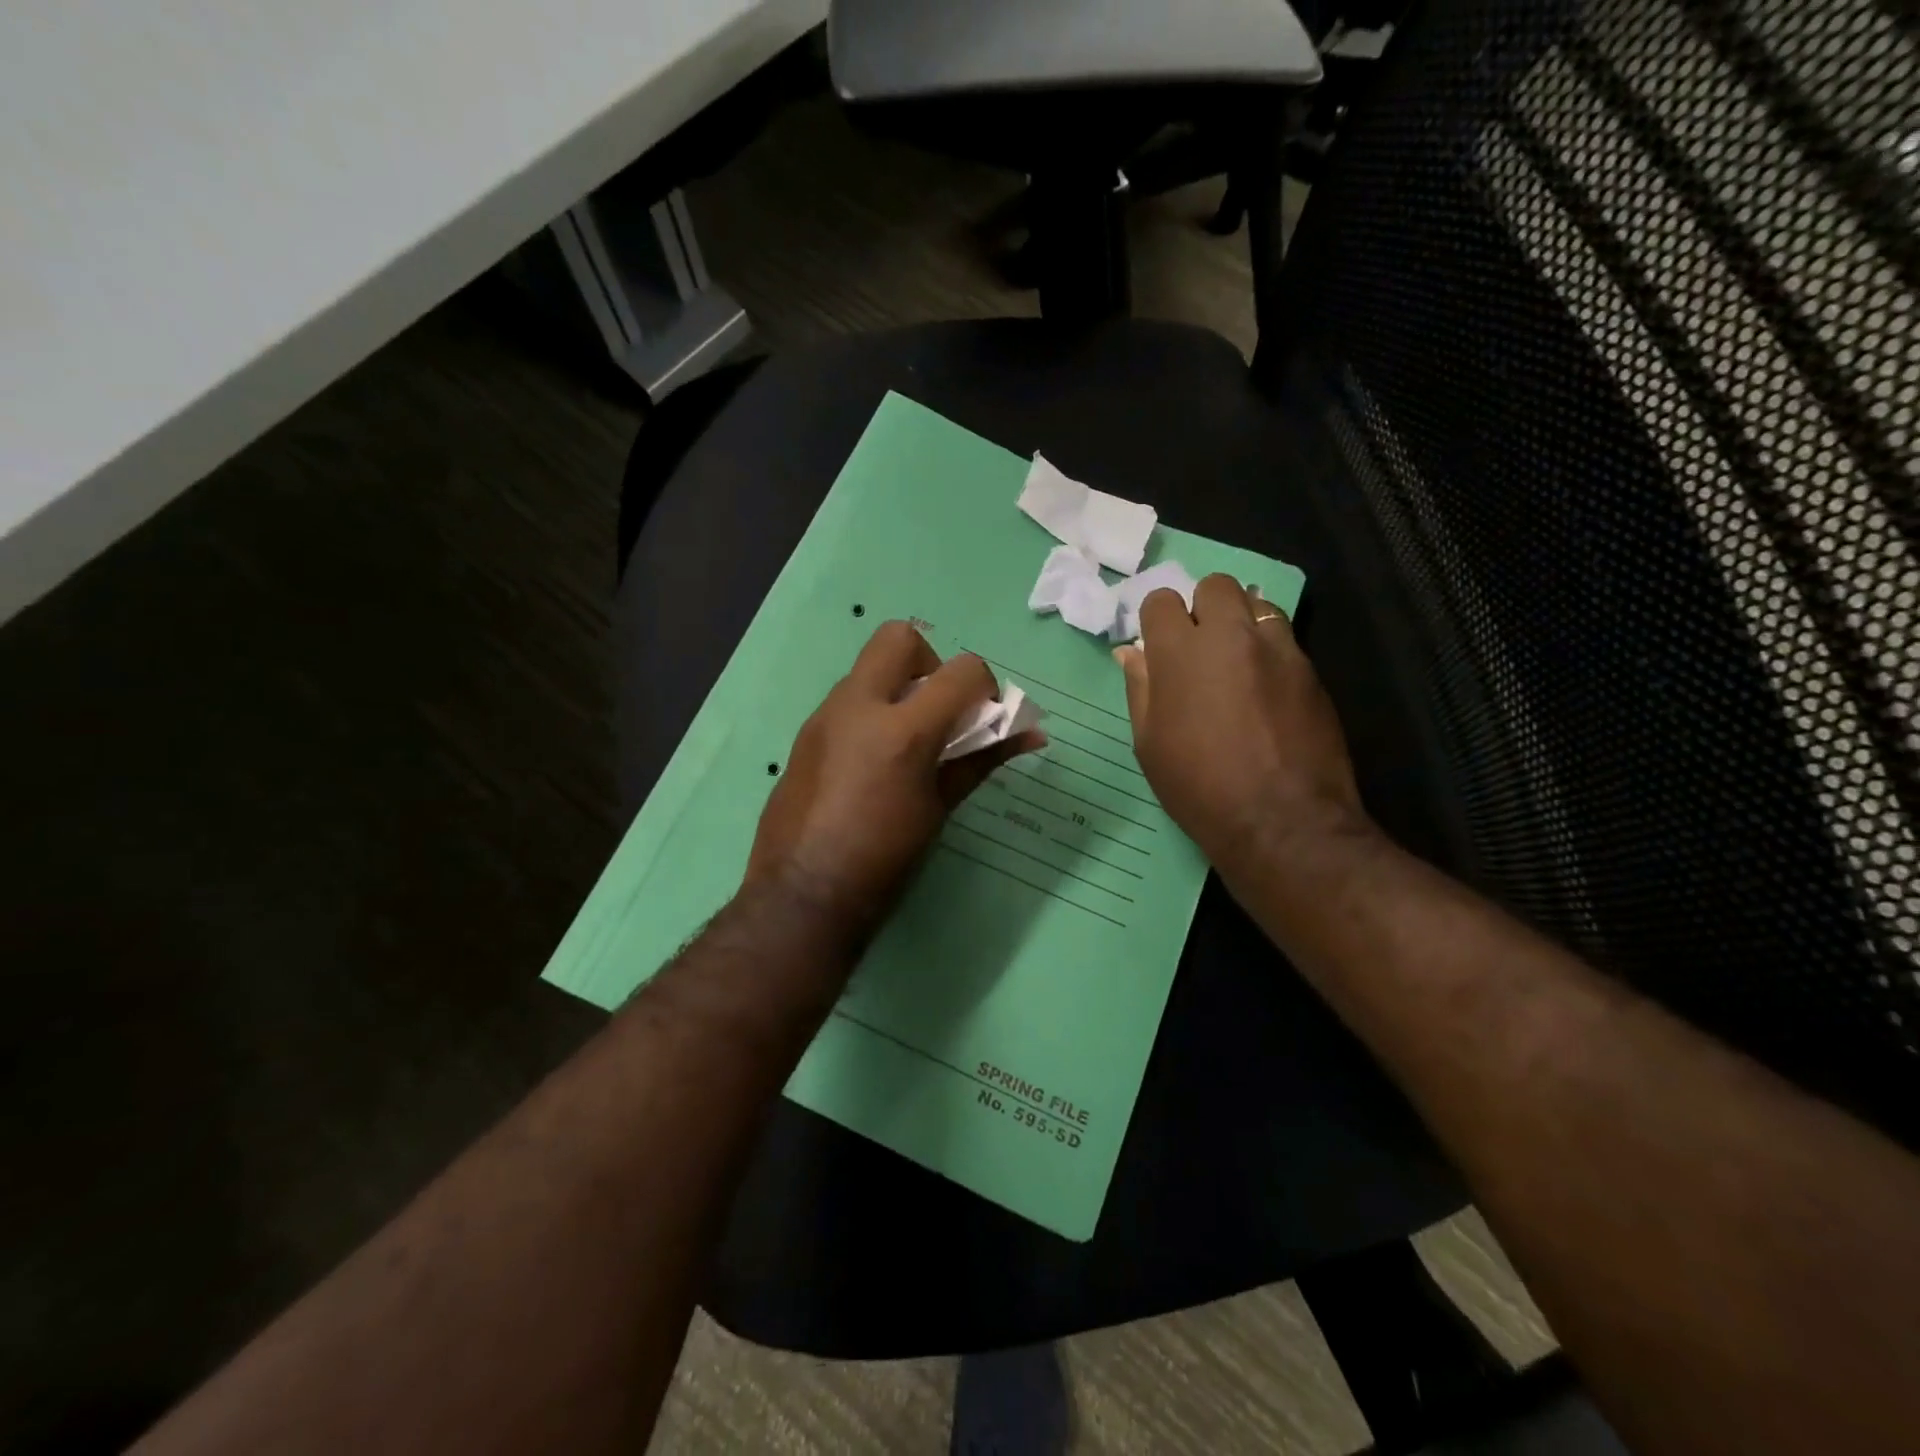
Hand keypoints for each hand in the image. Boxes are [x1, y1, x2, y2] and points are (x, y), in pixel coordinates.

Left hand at [747, 622, 1044, 928]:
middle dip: (930, 664)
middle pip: (900, 637)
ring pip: (869, 667)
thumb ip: (982, 760)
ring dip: (898, 687)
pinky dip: (872, 710)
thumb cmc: (884, 859)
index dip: (986, 687)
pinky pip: (847, 698)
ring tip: (906, 741)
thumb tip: (1031, 736)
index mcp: (903, 731)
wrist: (803, 894)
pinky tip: (873, 761)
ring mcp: (825, 716)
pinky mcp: (805, 732)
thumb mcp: (941, 808)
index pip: (963, 670)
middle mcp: (858, 706)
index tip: (983, 719)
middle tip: (937, 710)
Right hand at [1115, 575, 1369, 870]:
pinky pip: (1284, 638)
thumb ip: (1141, 689)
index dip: (1157, 620)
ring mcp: (1277, 649)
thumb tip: (1130, 653)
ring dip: (1240, 622)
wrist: (1281, 820)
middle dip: (1202, 607)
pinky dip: (1269, 649)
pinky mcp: (1311, 670)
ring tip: (1236, 661)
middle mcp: (1230, 637)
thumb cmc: (1199, 787)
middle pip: (1215, 586)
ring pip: (1256, 604)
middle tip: (1200, 648)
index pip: (1162, 601)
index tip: (1159, 647)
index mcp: (1180, 654)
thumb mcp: (1150, 744)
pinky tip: (1266, 687)